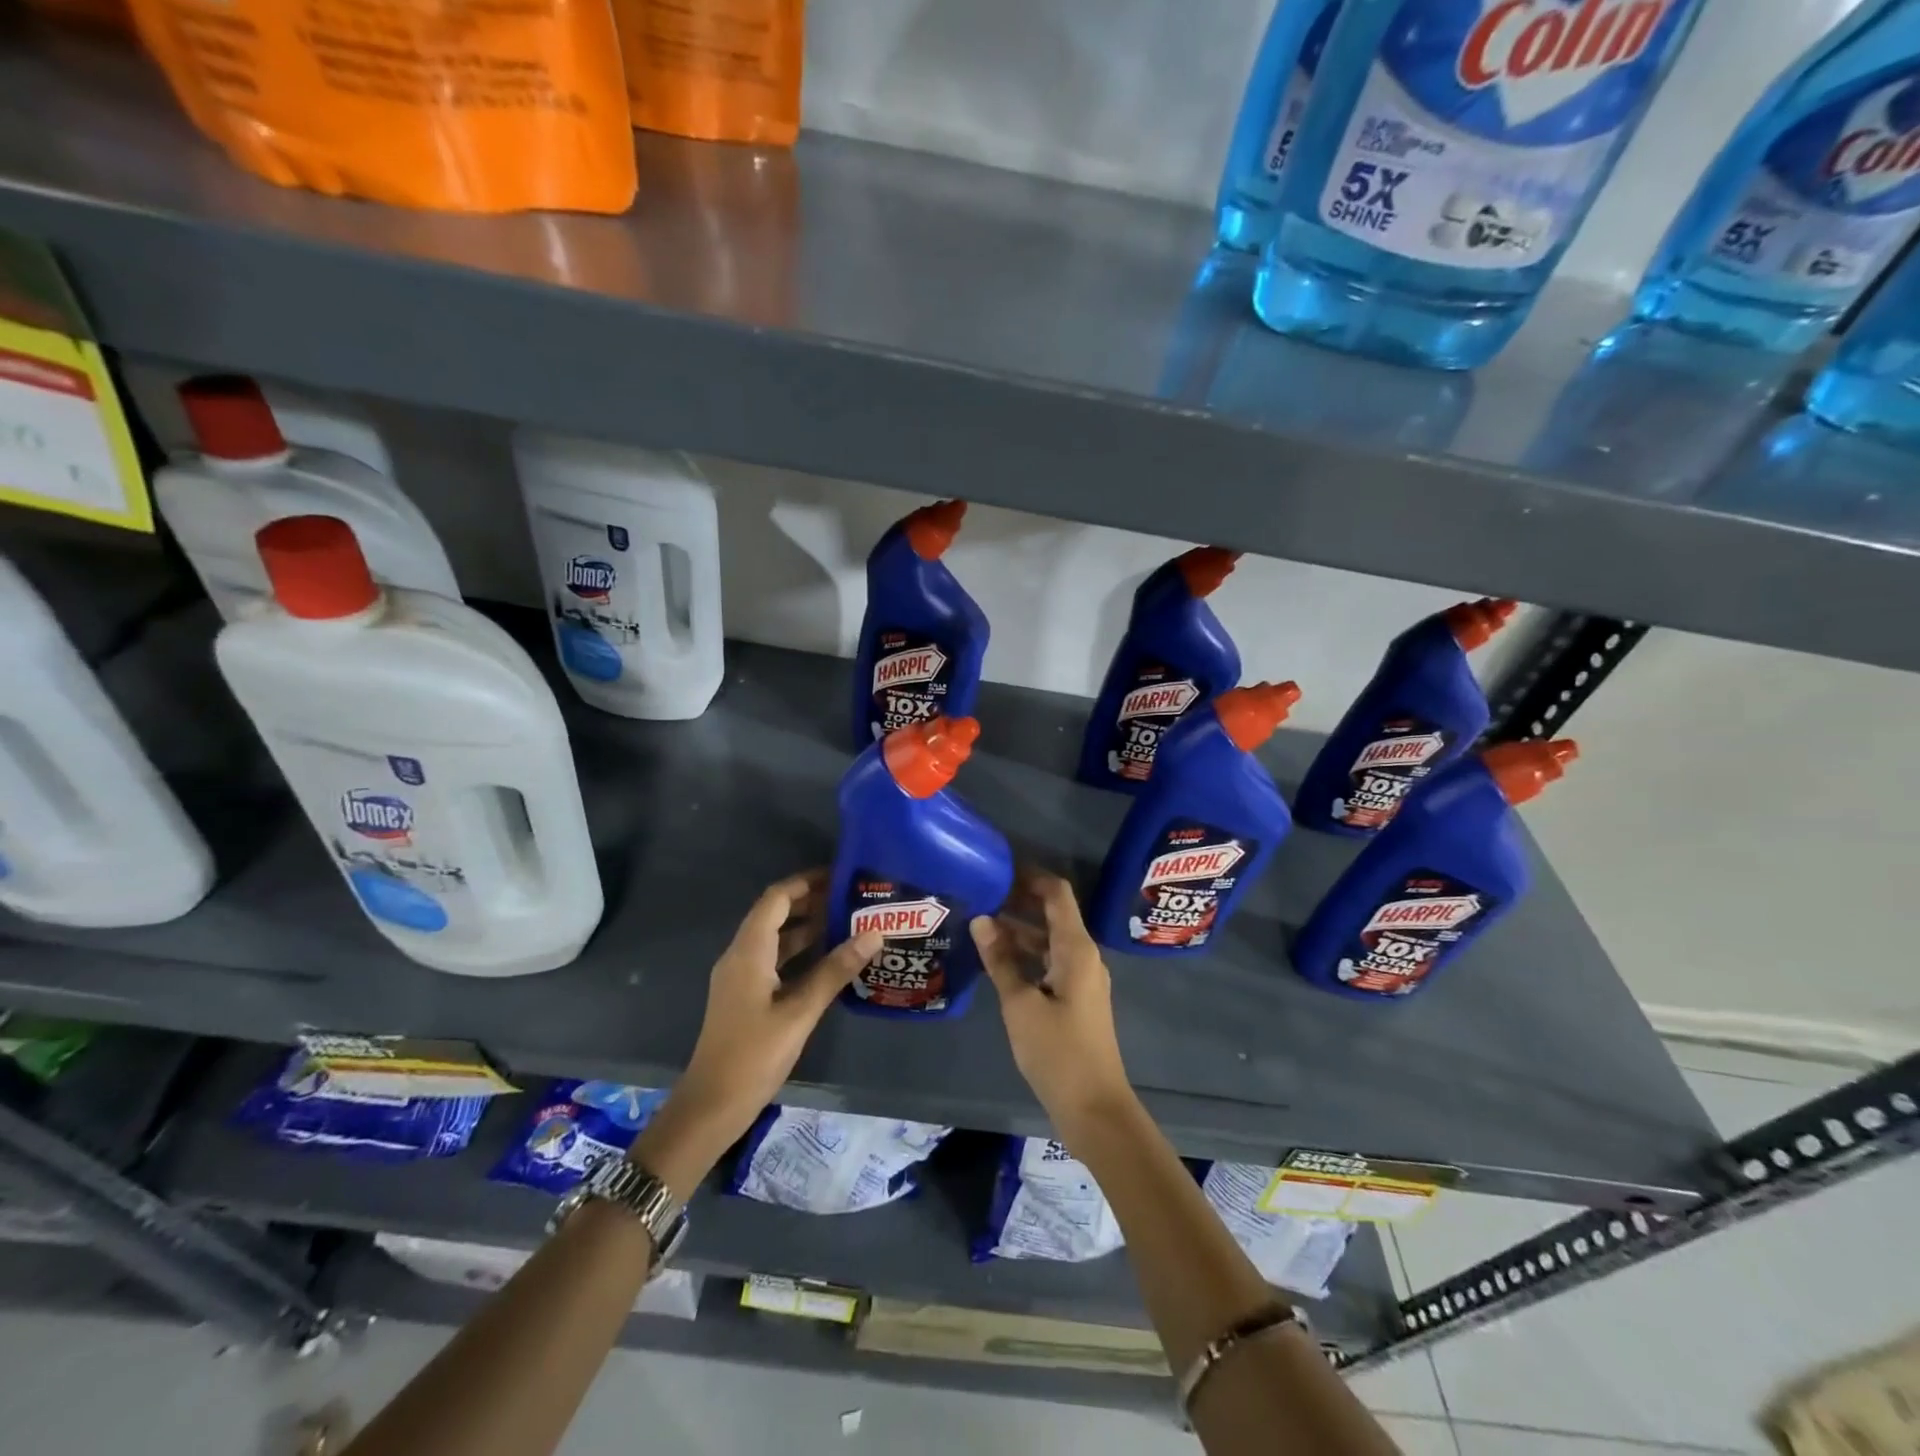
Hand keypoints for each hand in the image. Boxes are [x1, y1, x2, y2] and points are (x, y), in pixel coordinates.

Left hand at [633, 871, 880, 1200]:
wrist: (712, 1106)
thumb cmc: (753, 1055)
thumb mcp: (800, 1012)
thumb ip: (835, 971)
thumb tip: (873, 934)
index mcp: (749, 951)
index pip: (776, 899)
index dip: (806, 883)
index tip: (840, 876)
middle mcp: (741, 955)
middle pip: (775, 914)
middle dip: (811, 902)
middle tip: (852, 899)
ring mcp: (741, 977)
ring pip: (776, 939)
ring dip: (807, 927)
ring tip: (847, 923)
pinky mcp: (746, 996)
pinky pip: (774, 960)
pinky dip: (800, 952)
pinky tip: (828, 960)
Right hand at [971, 869, 1136, 1145]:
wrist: (1094, 1108)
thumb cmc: (1058, 1052)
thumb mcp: (1020, 1004)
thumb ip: (1001, 960)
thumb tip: (981, 919)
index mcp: (1076, 949)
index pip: (1057, 894)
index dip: (1030, 876)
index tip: (998, 869)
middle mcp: (1084, 956)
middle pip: (1053, 914)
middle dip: (1019, 901)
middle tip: (980, 894)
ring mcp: (1082, 978)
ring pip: (1050, 940)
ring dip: (1020, 930)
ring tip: (980, 923)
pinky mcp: (1076, 999)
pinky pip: (1050, 962)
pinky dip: (1027, 954)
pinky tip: (997, 960)